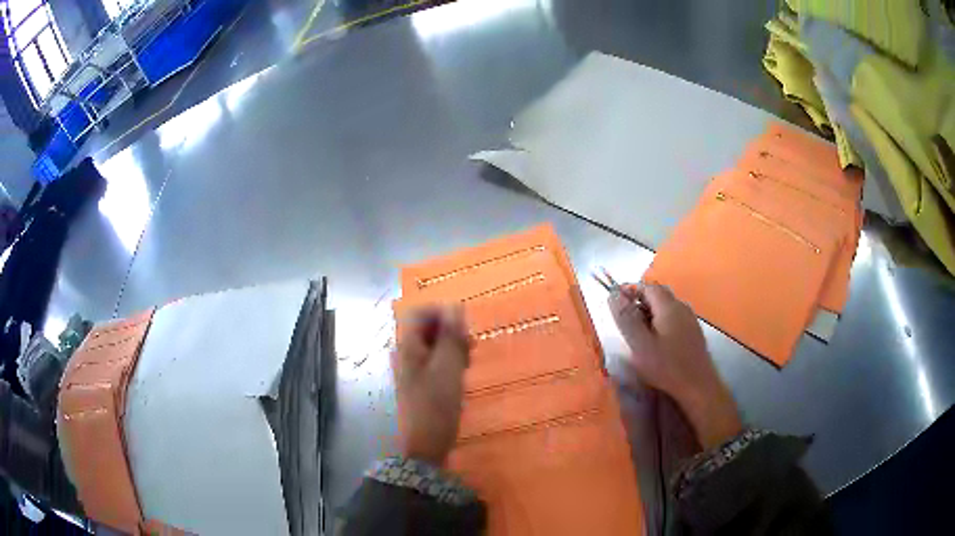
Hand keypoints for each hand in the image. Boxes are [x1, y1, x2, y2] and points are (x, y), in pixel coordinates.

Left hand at [392, 305, 470, 464]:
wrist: (424, 446)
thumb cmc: (436, 405)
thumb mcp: (448, 368)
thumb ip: (451, 336)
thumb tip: (455, 306)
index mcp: (407, 347)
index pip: (420, 312)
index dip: (444, 314)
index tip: (465, 329)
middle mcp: (405, 354)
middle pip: (427, 328)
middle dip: (451, 332)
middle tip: (471, 349)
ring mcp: (411, 370)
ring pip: (433, 346)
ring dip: (452, 348)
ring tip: (468, 364)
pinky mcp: (419, 384)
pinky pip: (435, 362)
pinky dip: (449, 363)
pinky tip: (461, 376)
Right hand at [609, 284, 741, 448]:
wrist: (698, 387)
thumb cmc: (666, 366)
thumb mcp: (640, 344)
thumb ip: (626, 318)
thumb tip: (613, 294)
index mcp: (669, 306)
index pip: (647, 286)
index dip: (630, 291)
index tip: (616, 304)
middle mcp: (682, 307)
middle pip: (658, 295)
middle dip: (639, 302)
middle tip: (625, 321)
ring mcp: (690, 320)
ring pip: (666, 308)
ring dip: (650, 314)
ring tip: (637, 334)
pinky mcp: (694, 334)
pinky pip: (674, 319)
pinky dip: (660, 324)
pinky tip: (656, 343)